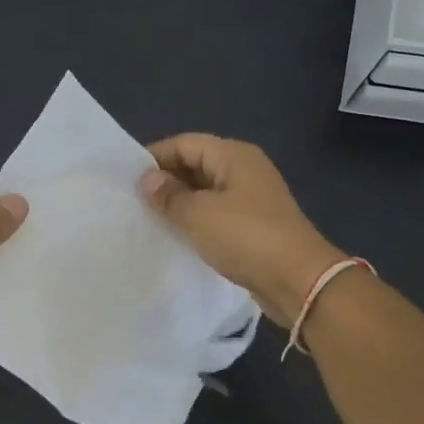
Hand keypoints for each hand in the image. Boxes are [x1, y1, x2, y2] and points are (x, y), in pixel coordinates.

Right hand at [140, 134, 347, 327]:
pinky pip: (216, 214)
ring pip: (205, 191)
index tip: (125, 178)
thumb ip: (169, 195)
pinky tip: (176, 235)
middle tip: (133, 201)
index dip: (154, 157)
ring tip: (148, 219)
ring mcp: (251, 198)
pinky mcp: (253, 225)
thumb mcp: (199, 214)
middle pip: (196, 164)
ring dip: (179, 203)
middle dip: (165, 180)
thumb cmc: (246, 237)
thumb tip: (147, 179)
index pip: (185, 143)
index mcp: (234, 155)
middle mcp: (244, 169)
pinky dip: (195, 221)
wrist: (298, 280)